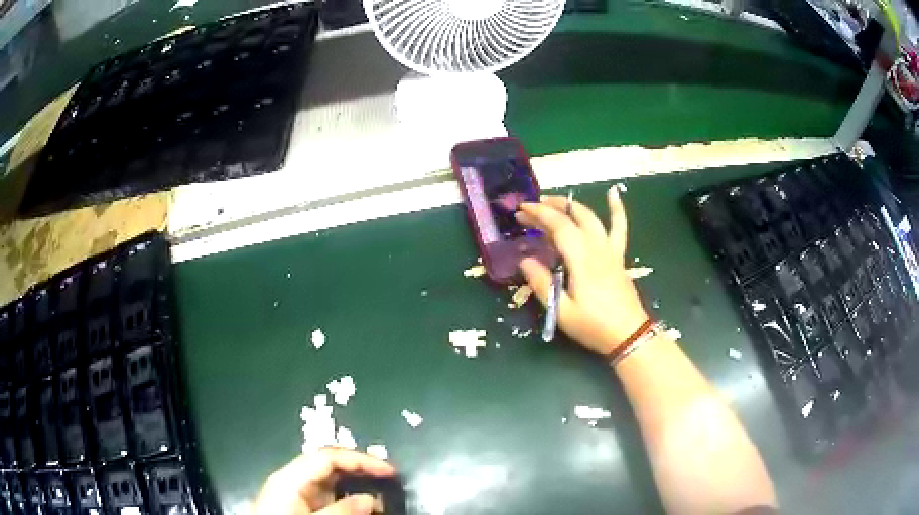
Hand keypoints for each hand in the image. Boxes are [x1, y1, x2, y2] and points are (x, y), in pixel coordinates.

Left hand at [254, 447, 395, 514]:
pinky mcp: (298, 506)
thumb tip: (370, 499)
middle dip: (359, 471)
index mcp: (290, 478)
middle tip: (388, 482)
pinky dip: (346, 500)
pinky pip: (326, 497)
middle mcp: (292, 480)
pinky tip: (359, 509)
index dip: (360, 459)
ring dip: (356, 488)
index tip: (388, 470)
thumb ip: (340, 511)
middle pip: (329, 466)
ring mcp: (294, 494)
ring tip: (380, 498)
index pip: (328, 457)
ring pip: (330, 482)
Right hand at [516, 186, 647, 354]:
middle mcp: (597, 247)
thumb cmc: (594, 326)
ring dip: (572, 205)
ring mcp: (610, 250)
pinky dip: (617, 209)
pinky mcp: (618, 257)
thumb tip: (524, 261)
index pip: (558, 226)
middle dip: (550, 208)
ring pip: (592, 217)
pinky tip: (613, 193)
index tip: (520, 210)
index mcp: (581, 259)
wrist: (629, 335)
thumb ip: (543, 284)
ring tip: (554, 201)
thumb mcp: (562, 311)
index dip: (538, 214)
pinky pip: (619, 228)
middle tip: (529, 209)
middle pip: (573, 216)